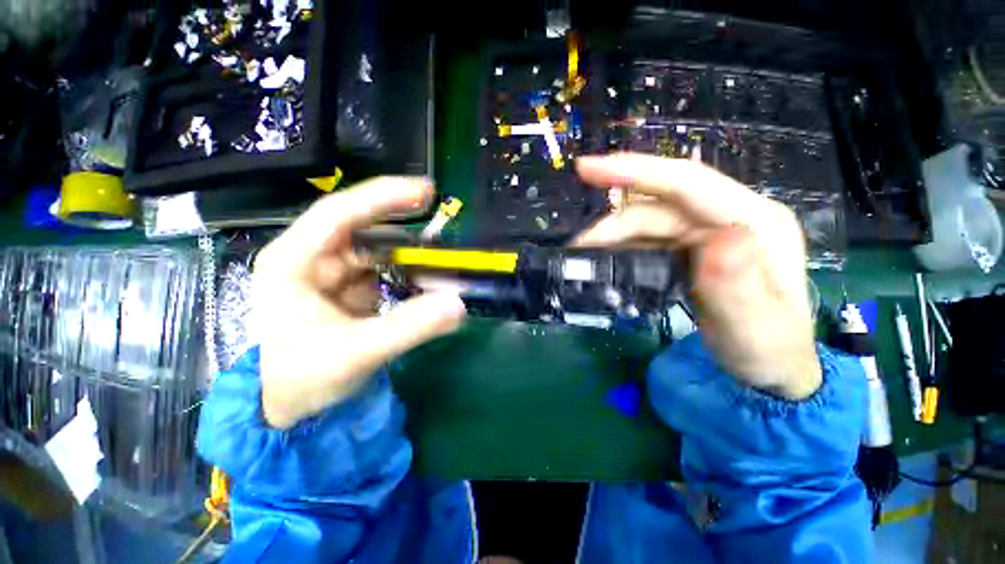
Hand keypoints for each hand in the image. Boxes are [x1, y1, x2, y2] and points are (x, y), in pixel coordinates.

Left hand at [252, 178, 466, 428]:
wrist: (288, 407)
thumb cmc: (302, 379)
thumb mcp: (356, 354)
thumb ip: (409, 328)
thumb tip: (458, 304)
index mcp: (294, 262)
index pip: (339, 213)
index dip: (384, 197)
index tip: (425, 191)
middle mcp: (313, 258)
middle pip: (365, 229)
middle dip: (405, 230)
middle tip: (443, 231)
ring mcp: (333, 273)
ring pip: (380, 251)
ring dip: (411, 255)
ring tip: (441, 262)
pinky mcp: (351, 287)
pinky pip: (386, 271)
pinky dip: (409, 274)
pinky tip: (428, 281)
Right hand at [575, 154, 819, 398]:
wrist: (769, 366)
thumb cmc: (767, 349)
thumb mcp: (754, 326)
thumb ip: (739, 284)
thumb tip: (721, 236)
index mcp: (754, 221)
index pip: (688, 182)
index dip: (635, 170)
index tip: (587, 168)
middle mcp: (728, 217)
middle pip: (658, 205)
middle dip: (614, 222)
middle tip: (579, 247)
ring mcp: (707, 231)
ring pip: (647, 221)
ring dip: (613, 235)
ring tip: (586, 255)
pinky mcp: (690, 247)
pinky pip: (648, 238)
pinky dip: (622, 245)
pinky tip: (607, 258)